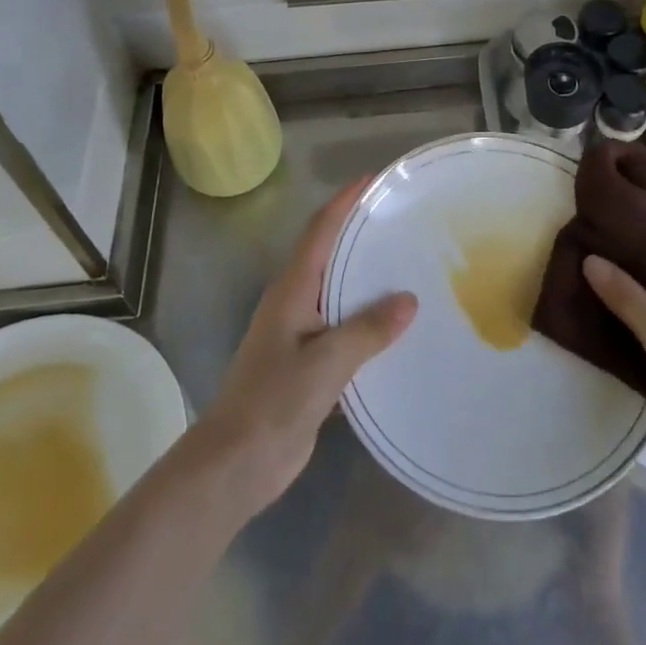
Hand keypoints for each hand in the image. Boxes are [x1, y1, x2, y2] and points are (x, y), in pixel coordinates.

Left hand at [198, 180, 417, 512]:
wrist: (235, 464)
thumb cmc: (273, 402)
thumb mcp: (325, 362)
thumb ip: (368, 330)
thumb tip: (409, 300)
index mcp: (292, 290)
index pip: (320, 231)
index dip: (344, 201)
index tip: (374, 180)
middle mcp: (295, 302)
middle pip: (330, 254)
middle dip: (361, 232)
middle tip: (404, 219)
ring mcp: (300, 333)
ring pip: (339, 291)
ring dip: (368, 276)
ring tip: (410, 265)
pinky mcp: (309, 363)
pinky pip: (344, 327)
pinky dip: (369, 318)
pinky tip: (397, 326)